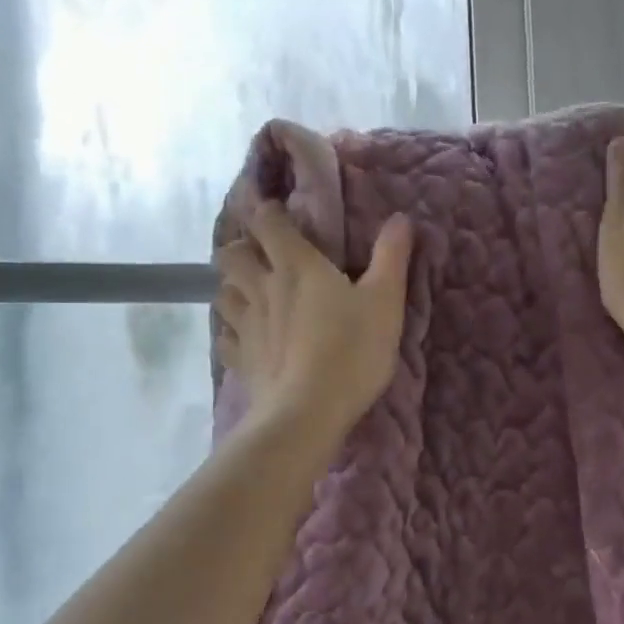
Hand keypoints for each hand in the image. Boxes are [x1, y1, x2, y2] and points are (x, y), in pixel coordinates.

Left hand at [215, 204, 413, 440]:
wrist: (308, 412)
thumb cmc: (352, 350)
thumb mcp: (385, 302)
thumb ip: (391, 257)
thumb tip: (401, 217)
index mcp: (296, 265)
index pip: (269, 223)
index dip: (268, 212)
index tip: (275, 211)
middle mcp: (263, 288)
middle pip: (232, 255)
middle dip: (241, 249)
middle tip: (259, 256)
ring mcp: (246, 325)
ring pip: (222, 293)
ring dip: (232, 288)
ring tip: (248, 294)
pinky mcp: (240, 360)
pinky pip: (225, 337)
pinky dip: (231, 332)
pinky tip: (244, 339)